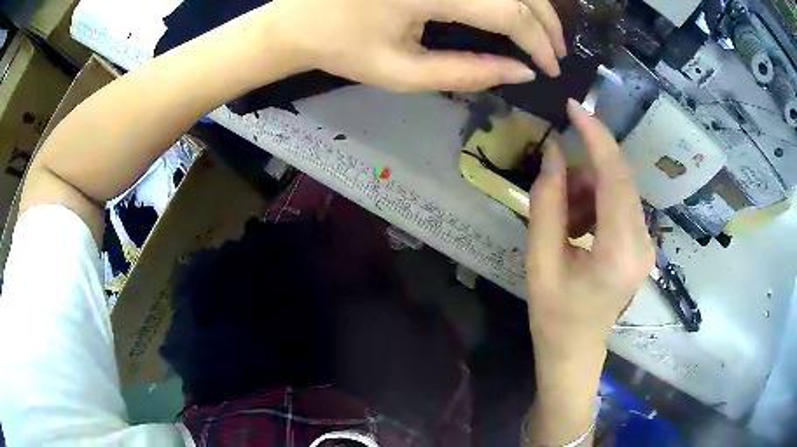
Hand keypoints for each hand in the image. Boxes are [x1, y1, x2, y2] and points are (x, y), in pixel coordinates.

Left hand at [263, 0, 565, 91]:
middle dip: (546, 22)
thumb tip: (521, 73)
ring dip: (533, 5)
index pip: (510, 13)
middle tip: (556, 53)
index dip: (539, 42)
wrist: (298, 19)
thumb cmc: (343, 47)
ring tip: (543, 34)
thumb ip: (467, 73)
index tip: (552, 69)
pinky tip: (515, 9)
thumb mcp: (403, 72)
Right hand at [526, 100, 654, 357]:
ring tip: (564, 219)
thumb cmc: (554, 314)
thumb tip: (554, 154)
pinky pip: (621, 203)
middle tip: (557, 175)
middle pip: (621, 178)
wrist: (576, 349)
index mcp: (619, 252)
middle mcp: (643, 243)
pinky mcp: (643, 244)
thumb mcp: (540, 260)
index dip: (596, 136)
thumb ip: (547, 203)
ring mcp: (647, 244)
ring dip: (589, 189)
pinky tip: (578, 226)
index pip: (615, 178)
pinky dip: (596, 202)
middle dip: (587, 164)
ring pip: (620, 188)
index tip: (574, 107)